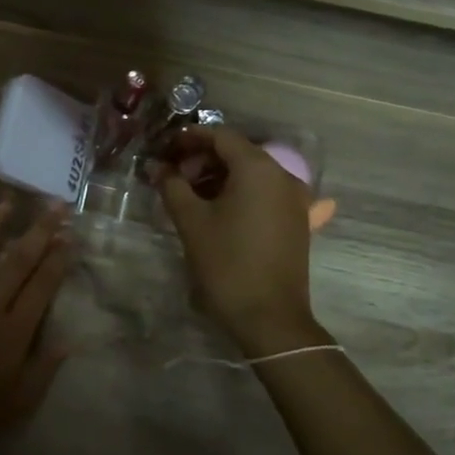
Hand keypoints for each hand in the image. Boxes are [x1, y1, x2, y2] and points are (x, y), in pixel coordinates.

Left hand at [0, 205, 74, 454]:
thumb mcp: (17, 405)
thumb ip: (44, 369)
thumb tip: (70, 340)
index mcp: (13, 334)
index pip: (42, 287)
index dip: (58, 259)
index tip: (69, 235)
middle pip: (17, 262)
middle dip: (38, 231)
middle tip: (54, 205)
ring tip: (7, 201)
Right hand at [153, 128, 316, 347]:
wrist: (270, 317)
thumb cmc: (227, 263)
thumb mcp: (191, 221)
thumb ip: (172, 186)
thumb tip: (157, 167)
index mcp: (258, 168)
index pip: (221, 136)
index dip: (190, 138)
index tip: (165, 149)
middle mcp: (282, 175)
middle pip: (239, 152)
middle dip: (204, 159)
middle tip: (175, 176)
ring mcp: (295, 199)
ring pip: (253, 174)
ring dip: (222, 176)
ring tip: (193, 195)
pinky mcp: (298, 221)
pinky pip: (267, 194)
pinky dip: (243, 193)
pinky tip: (224, 208)